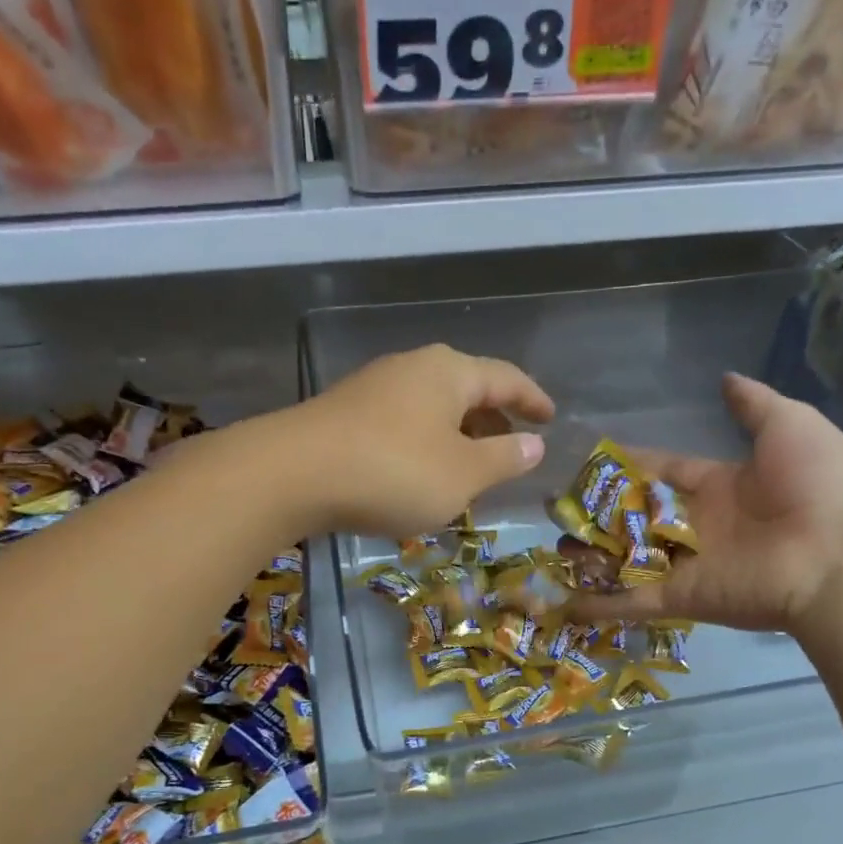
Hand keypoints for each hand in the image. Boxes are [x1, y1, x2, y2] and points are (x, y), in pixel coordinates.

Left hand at [281, 344, 554, 535]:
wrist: (292, 474)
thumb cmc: (394, 472)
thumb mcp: (462, 475)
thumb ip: (504, 458)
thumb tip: (534, 444)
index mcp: (449, 373)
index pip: (506, 379)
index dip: (532, 399)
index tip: (550, 417)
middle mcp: (412, 368)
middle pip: (466, 389)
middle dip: (493, 419)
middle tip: (512, 447)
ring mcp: (373, 389)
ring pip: (431, 408)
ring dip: (457, 435)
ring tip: (469, 468)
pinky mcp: (345, 414)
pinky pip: (402, 424)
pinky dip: (424, 445)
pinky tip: (420, 474)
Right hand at [569, 373, 842, 636]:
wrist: (839, 554)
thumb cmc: (815, 483)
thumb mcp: (789, 424)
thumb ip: (753, 404)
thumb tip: (725, 378)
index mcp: (723, 486)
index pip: (666, 471)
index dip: (632, 464)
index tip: (593, 458)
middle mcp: (700, 526)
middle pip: (639, 516)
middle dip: (601, 510)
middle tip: (558, 505)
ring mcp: (687, 565)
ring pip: (628, 559)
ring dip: (592, 556)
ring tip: (552, 546)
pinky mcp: (679, 598)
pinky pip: (631, 601)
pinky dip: (598, 605)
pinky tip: (560, 601)